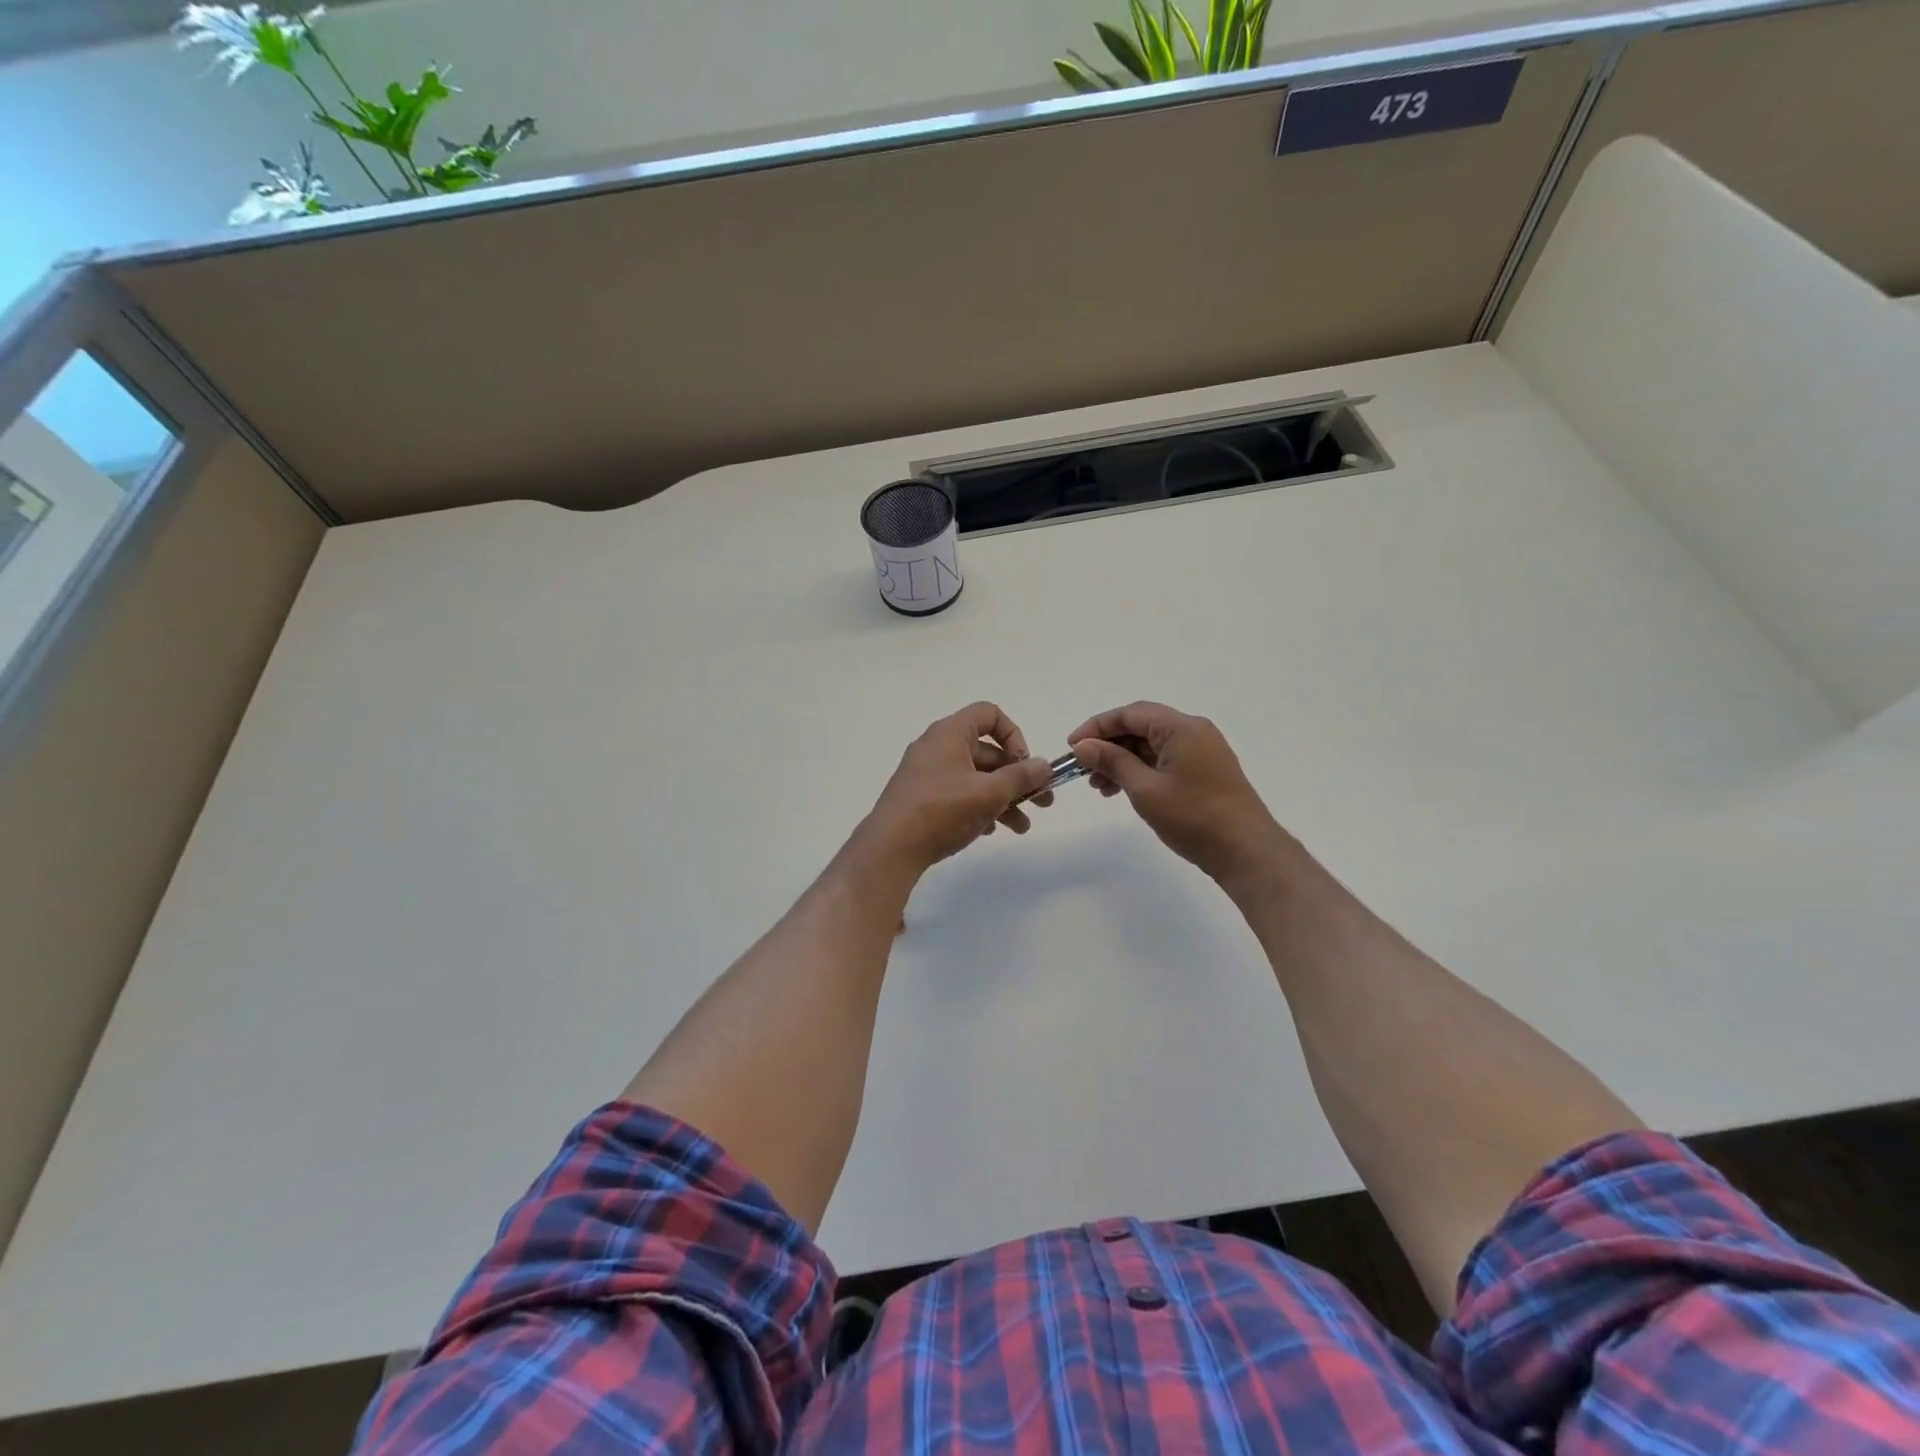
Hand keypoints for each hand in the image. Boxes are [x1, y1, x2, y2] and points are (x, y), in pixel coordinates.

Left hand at [862, 702, 1056, 873]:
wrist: (890, 848)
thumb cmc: (942, 810)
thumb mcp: (989, 793)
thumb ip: (1021, 777)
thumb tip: (1043, 765)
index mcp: (950, 734)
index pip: (989, 714)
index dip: (1013, 735)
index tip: (1024, 764)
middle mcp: (937, 747)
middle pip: (986, 752)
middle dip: (1017, 777)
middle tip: (1042, 802)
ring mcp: (926, 773)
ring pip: (974, 777)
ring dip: (1003, 798)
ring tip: (1021, 827)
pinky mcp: (920, 797)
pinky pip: (957, 793)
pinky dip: (978, 806)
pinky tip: (990, 830)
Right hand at [1069, 701, 1285, 888]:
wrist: (1246, 851)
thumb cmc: (1194, 817)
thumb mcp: (1145, 790)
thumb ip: (1112, 762)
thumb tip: (1083, 745)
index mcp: (1181, 727)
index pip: (1130, 714)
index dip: (1096, 727)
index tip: (1072, 746)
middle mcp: (1193, 730)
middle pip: (1140, 726)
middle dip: (1108, 745)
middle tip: (1083, 768)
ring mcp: (1201, 750)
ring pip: (1151, 744)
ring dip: (1122, 759)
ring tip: (1099, 786)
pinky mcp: (1204, 769)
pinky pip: (1164, 758)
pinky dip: (1140, 769)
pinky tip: (1123, 789)